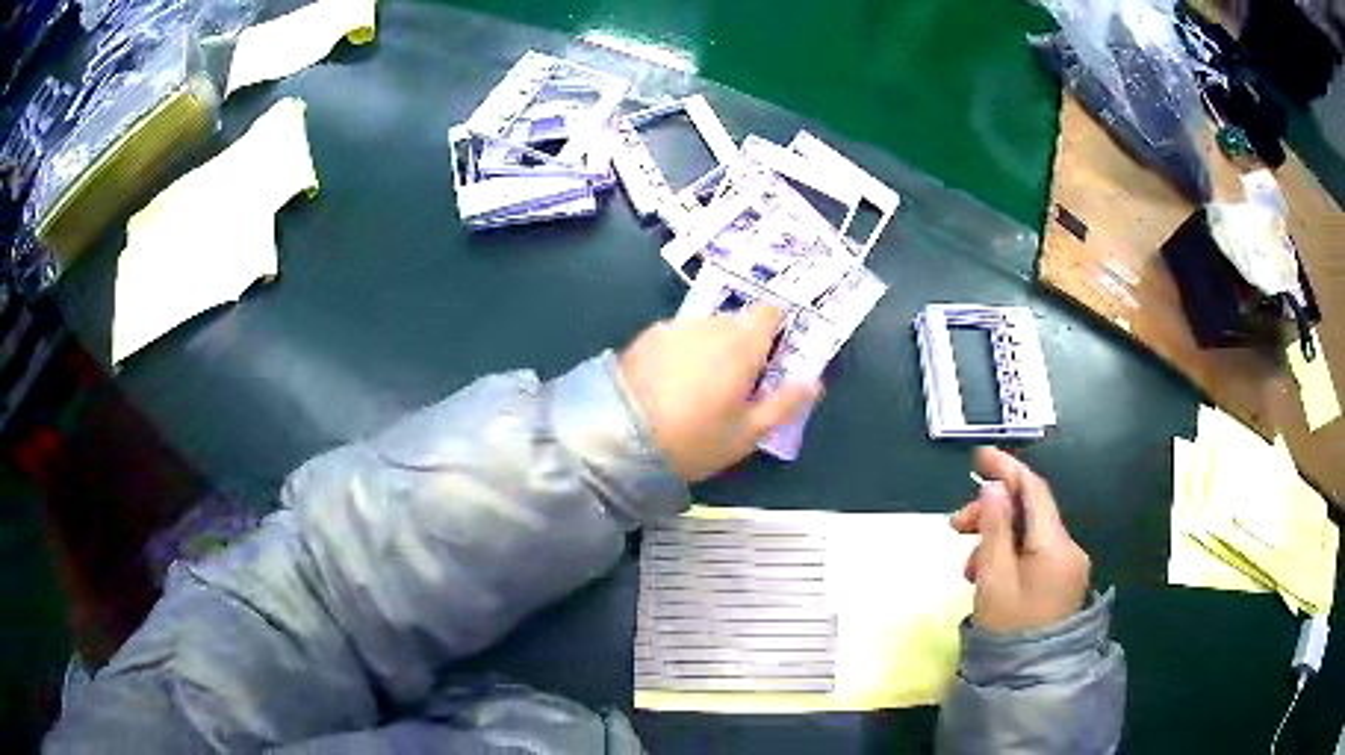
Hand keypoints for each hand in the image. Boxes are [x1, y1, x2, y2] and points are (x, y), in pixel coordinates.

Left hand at [619, 304, 821, 482]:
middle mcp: (711, 325)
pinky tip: (669, 382)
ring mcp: (676, 327)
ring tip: (697, 387)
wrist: (622, 439)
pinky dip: (683, 350)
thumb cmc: (695, 440)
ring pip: (706, 328)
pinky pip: (679, 335)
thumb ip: (785, 403)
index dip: (775, 331)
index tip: (772, 359)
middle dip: (743, 345)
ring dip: (711, 347)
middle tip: (735, 384)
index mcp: (742, 345)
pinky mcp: (647, 335)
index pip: (770, 312)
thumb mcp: (747, 434)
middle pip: (738, 322)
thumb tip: (814, 381)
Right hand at [951, 447, 1089, 632]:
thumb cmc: (1009, 627)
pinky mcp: (1061, 582)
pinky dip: (1009, 556)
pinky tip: (988, 575)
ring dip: (997, 539)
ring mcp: (1067, 567)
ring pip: (1030, 536)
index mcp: (1056, 544)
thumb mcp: (995, 578)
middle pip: (1030, 514)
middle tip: (955, 527)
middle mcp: (1068, 548)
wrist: (1031, 676)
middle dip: (993, 513)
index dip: (1007, 469)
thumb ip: (995, 529)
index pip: (1034, 491)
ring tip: (968, 567)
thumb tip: (993, 486)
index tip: (979, 458)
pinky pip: (1034, 555)